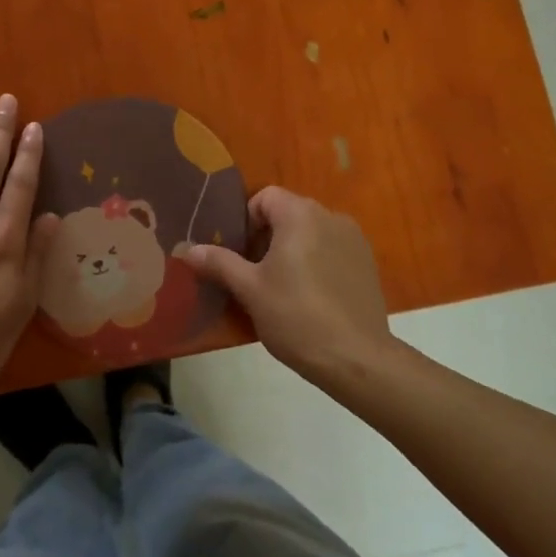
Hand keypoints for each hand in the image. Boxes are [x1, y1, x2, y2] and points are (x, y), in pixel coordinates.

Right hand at [185, 186, 394, 385]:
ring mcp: (354, 240)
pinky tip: (310, 297)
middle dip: (266, 237)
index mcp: (300, 215)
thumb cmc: (296, 316)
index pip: (265, 197)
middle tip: (254, 274)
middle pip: (288, 213)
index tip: (239, 255)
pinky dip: (316, 262)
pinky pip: (332, 250)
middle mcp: (330, 217)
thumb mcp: (249, 289)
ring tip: (281, 287)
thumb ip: (218, 263)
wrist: (356, 359)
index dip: (246, 221)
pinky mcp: (367, 263)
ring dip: (292, 250)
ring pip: (311, 233)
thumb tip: (187, 250)